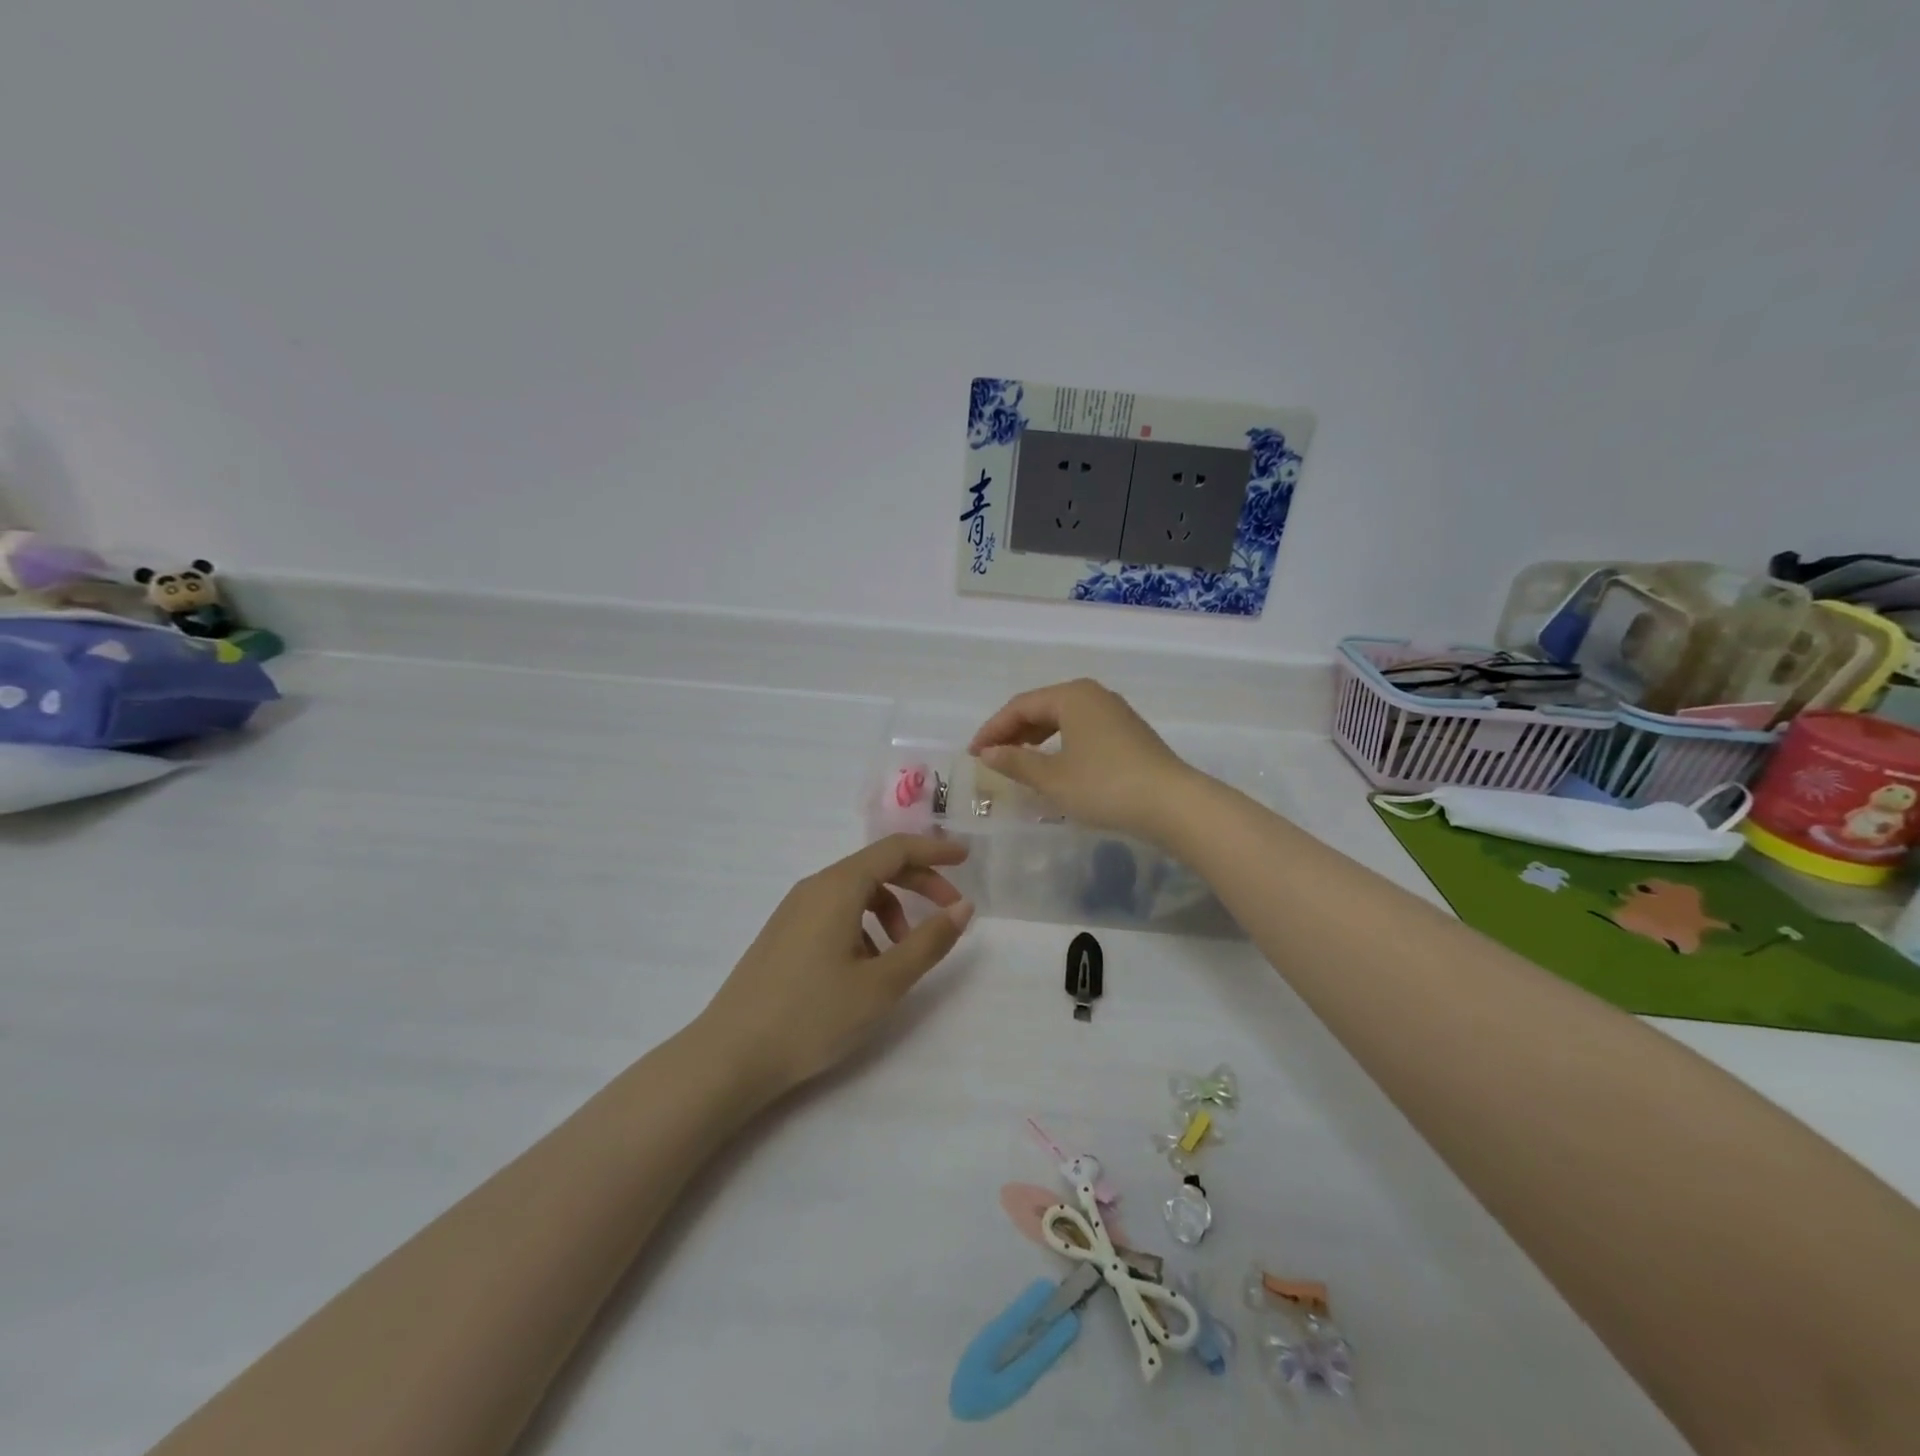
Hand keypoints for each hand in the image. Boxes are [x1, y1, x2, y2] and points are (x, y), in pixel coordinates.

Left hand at [699, 835, 973, 1097]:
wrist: (730, 1056)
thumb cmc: (813, 1016)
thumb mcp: (882, 983)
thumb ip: (928, 942)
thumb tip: (963, 907)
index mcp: (838, 887)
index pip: (895, 849)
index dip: (934, 850)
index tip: (966, 860)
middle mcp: (814, 888)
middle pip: (876, 867)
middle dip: (918, 883)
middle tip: (951, 911)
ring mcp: (794, 910)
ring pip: (856, 893)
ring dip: (891, 910)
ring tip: (904, 954)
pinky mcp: (784, 934)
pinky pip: (835, 912)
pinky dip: (864, 926)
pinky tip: (868, 967)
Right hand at [969, 679, 1200, 844]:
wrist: (1172, 804)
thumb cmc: (1105, 786)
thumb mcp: (1052, 778)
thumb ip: (1016, 762)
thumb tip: (987, 753)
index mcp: (1071, 696)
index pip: (1020, 706)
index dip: (992, 729)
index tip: (973, 754)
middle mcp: (1093, 695)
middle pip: (1041, 708)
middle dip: (1013, 732)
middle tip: (991, 758)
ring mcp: (1114, 712)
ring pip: (1062, 719)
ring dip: (1035, 738)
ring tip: (1017, 762)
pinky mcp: (1128, 732)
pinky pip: (1081, 730)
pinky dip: (1059, 744)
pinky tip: (1054, 766)